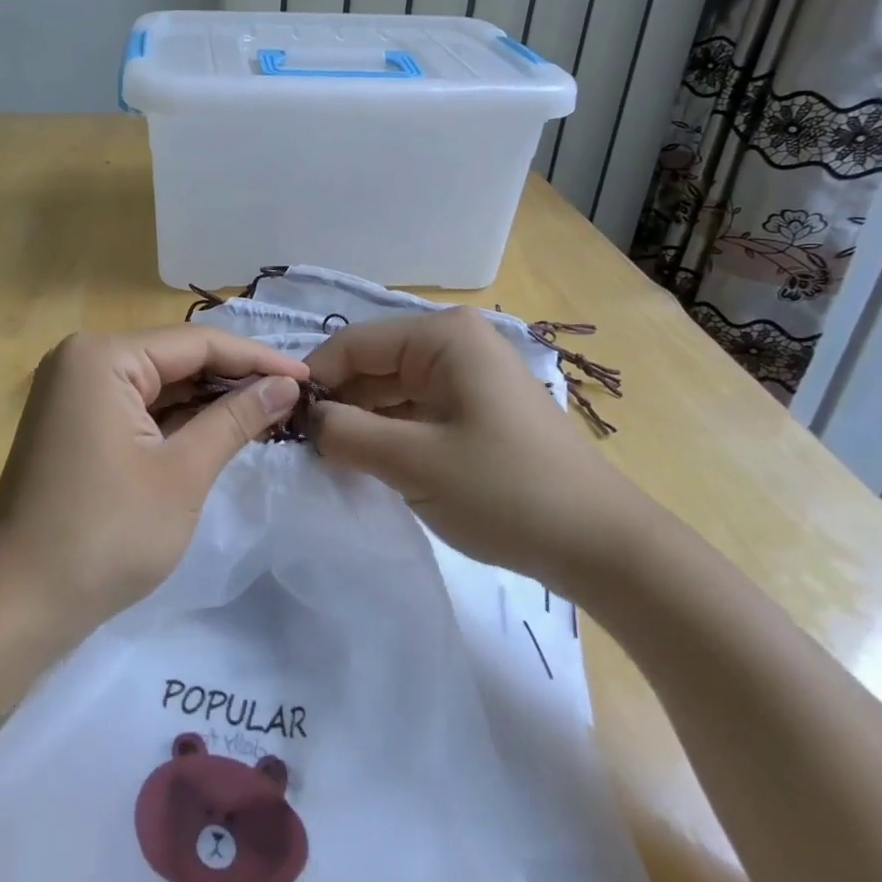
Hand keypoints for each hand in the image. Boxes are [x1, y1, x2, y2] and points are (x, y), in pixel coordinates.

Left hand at [0, 326, 309, 634]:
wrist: (17, 607)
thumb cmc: (106, 535)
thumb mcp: (182, 473)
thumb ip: (236, 419)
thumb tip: (287, 384)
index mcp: (103, 356)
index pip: (196, 343)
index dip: (257, 359)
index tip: (309, 377)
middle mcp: (83, 359)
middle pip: (175, 358)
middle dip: (234, 379)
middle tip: (294, 397)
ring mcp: (74, 392)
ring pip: (158, 384)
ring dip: (208, 400)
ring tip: (270, 411)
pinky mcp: (75, 423)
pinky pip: (137, 407)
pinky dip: (177, 419)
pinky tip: (220, 429)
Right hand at [305, 309, 656, 601]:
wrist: (602, 546)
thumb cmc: (504, 490)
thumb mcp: (412, 462)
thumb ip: (345, 433)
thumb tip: (304, 420)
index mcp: (441, 335)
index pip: (353, 343)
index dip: (313, 378)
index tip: (279, 420)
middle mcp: (454, 342)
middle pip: (373, 363)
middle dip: (337, 402)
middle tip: (298, 446)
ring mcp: (468, 376)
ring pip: (392, 389)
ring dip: (360, 420)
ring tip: (326, 458)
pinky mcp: (476, 409)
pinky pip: (415, 410)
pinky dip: (388, 433)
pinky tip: (366, 462)